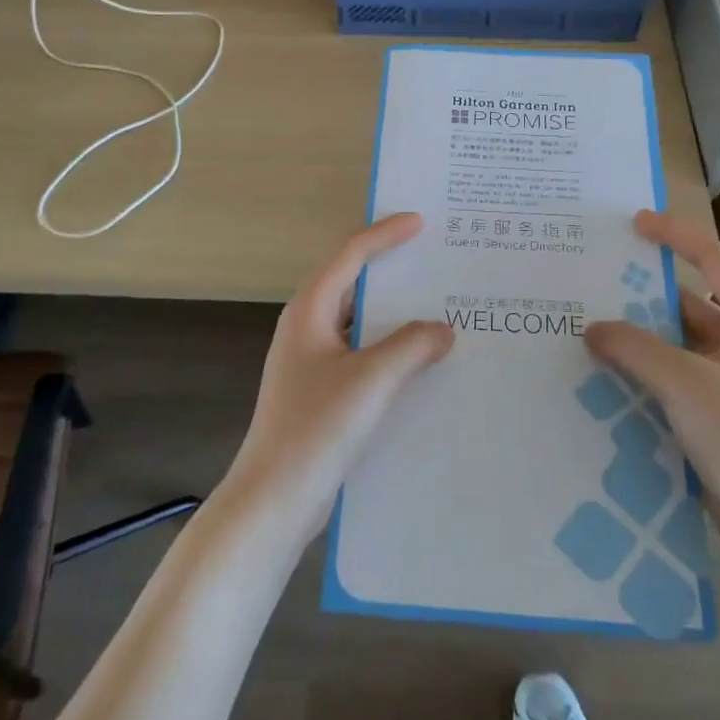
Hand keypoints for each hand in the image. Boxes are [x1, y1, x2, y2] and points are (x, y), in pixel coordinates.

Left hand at [222, 213, 455, 539]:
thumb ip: (412, 346)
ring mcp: (311, 360)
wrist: (275, 497)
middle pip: (352, 283)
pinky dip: (390, 347)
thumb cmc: (318, 426)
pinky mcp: (320, 390)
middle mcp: (307, 327)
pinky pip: (361, 353)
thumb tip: (444, 329)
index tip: (420, 222)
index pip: (350, 255)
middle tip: (434, 260)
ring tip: (437, 307)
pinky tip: (420, 361)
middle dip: (392, 271)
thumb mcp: (372, 379)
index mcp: (310, 310)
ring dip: (394, 314)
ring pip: (359, 321)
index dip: (385, 234)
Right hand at [584, 210, 719, 557]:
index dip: (675, 235)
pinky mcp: (717, 416)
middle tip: (593, 284)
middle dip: (642, 293)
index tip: (634, 224)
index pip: (713, 259)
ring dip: (638, 337)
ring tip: (588, 330)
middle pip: (688, 302)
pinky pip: (673, 378)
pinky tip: (606, 377)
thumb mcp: (685, 383)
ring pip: (677, 343)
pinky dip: (643, 372)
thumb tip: (592, 328)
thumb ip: (634, 348)